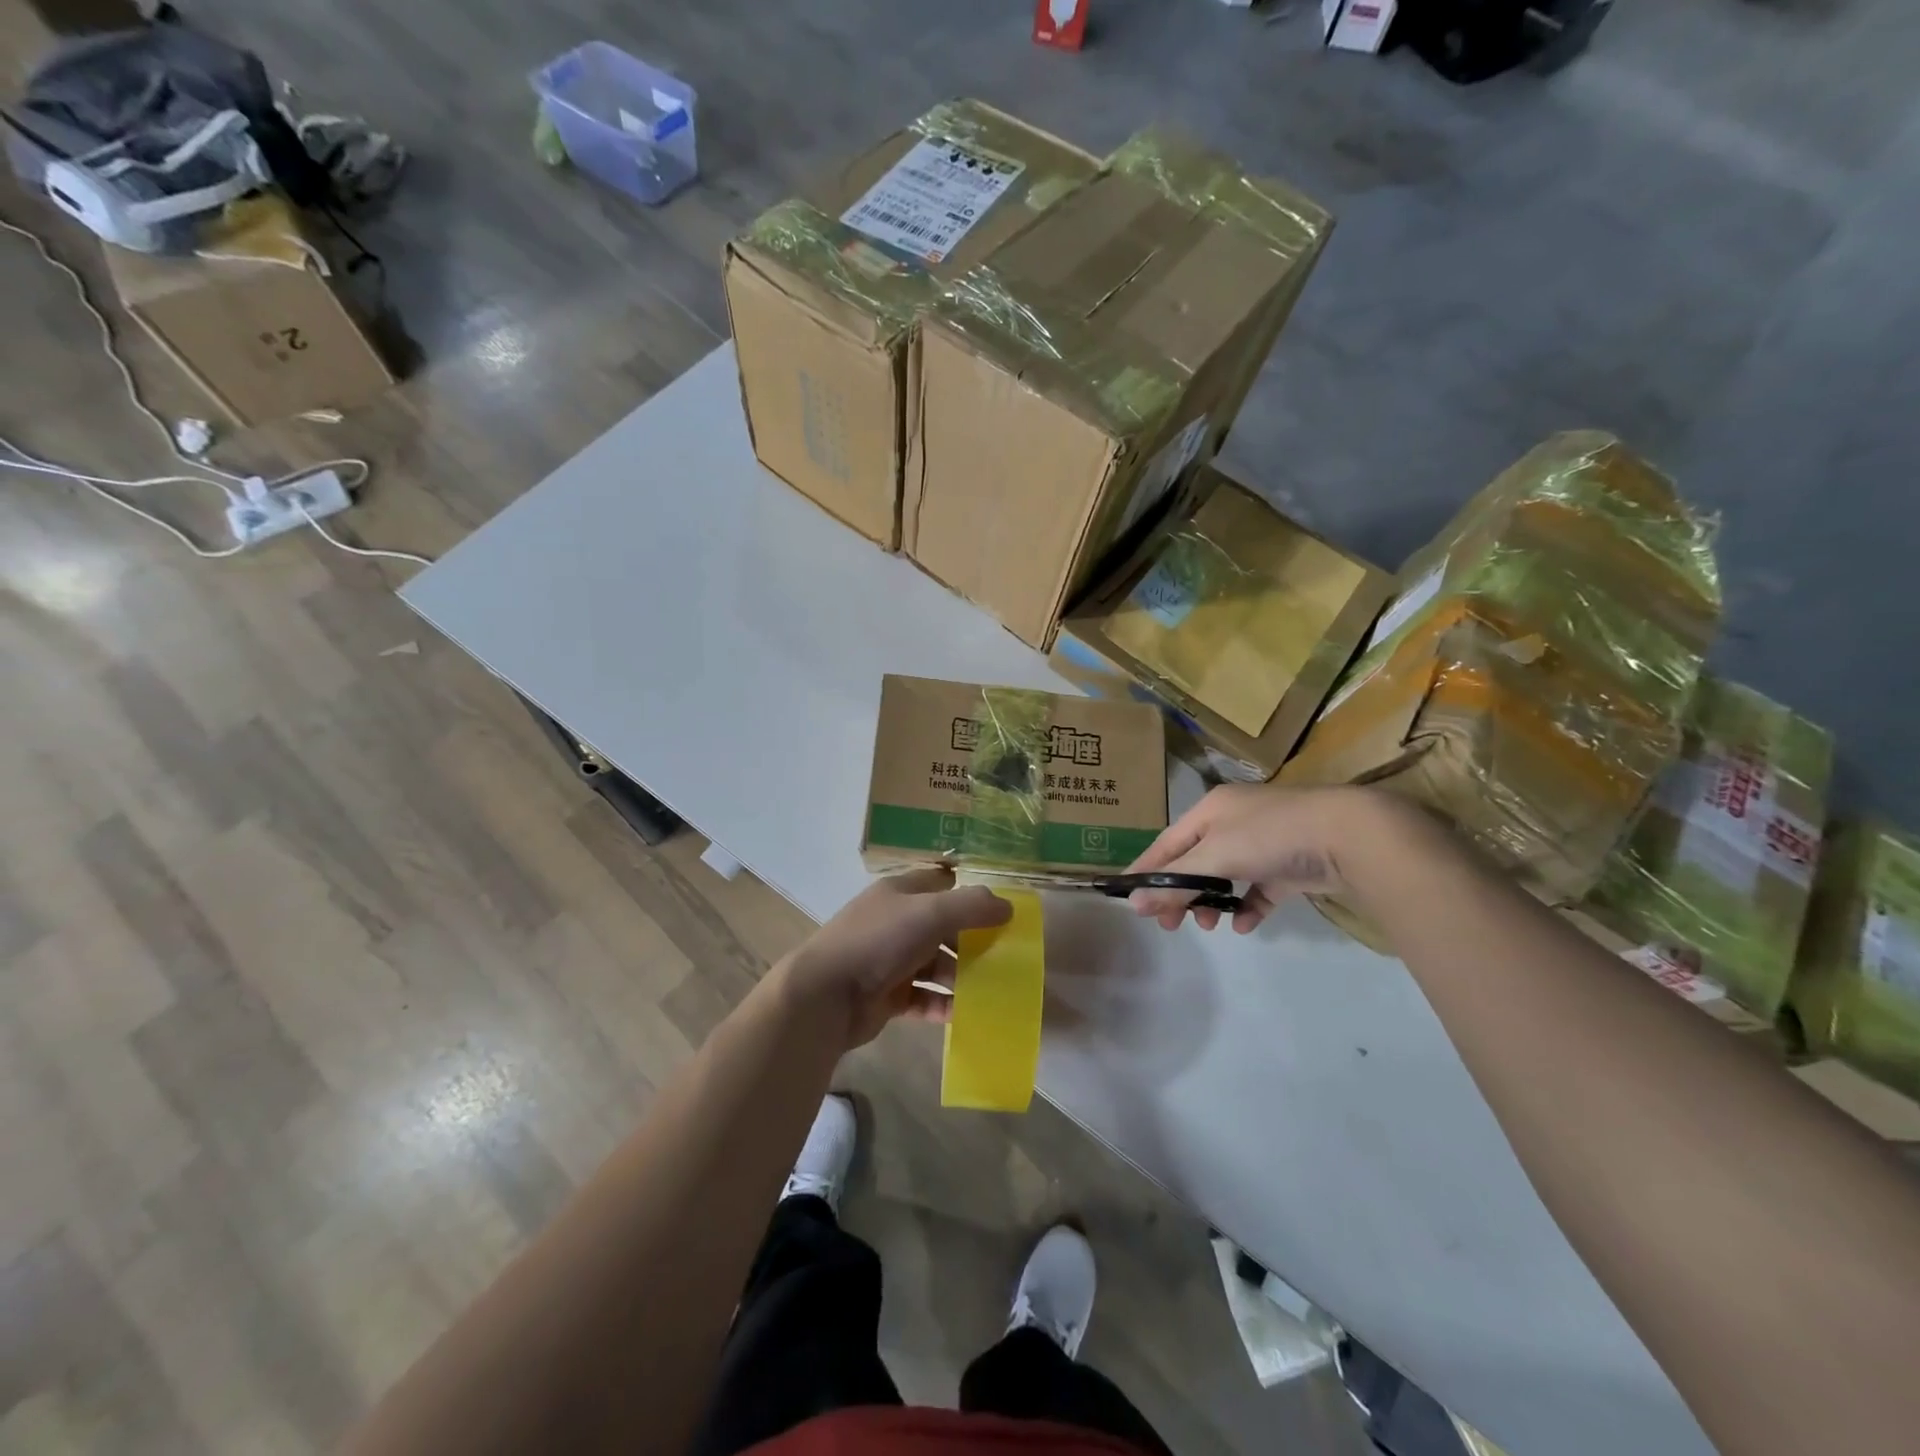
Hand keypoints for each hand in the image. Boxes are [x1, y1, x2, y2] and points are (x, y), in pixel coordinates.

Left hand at [778, 868, 1012, 1049]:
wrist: (825, 995)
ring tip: (992, 989)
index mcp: (900, 894)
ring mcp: (890, 961)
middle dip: (972, 941)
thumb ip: (971, 907)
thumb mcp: (930, 912)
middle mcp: (895, 923)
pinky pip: (924, 998)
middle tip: (1004, 956)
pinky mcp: (887, 996)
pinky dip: (944, 1005)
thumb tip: (1008, 907)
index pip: (940, 884)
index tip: (1001, 911)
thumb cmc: (879, 941)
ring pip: (935, 965)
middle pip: (942, 927)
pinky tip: (966, 1013)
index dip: (969, 894)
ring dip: (961, 976)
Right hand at [1127, 784, 1363, 932]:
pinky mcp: (1290, 864)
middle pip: (1195, 861)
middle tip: (1170, 924)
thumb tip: (1135, 904)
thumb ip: (1176, 881)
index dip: (1147, 869)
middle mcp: (1234, 821)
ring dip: (1212, 901)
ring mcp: (1264, 842)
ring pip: (1225, 875)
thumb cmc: (1270, 835)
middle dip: (1181, 893)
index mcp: (1211, 809)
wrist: (1348, 835)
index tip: (1128, 897)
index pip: (1168, 842)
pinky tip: (1245, 924)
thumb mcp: (1215, 857)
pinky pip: (1259, 888)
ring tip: (1210, 925)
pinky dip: (1248, 906)